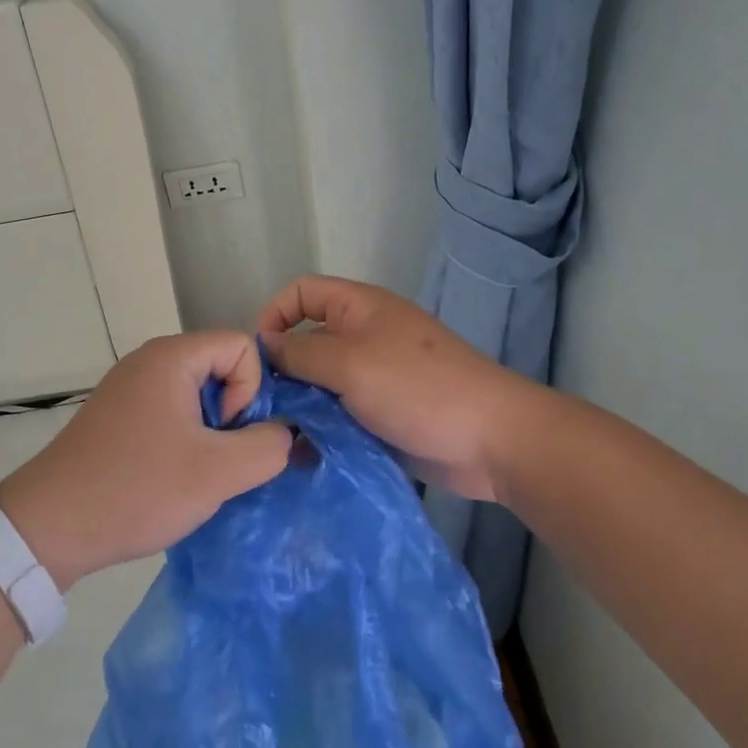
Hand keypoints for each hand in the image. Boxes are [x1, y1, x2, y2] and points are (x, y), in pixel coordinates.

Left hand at [0, 332, 291, 585]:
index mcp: (172, 357)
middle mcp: (149, 360)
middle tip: (219, 460)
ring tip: (196, 474)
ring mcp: (129, 386)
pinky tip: (170, 477)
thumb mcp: (218, 472)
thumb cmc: (137, 488)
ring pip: (197, 393)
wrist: (49, 526)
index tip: (229, 436)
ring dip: (210, 432)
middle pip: (220, 366)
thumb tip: (288, 433)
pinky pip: (170, 410)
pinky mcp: (117, 414)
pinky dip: (184, 438)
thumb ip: (269, 446)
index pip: (242, 345)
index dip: (252, 390)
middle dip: (234, 413)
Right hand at [256, 276, 536, 502]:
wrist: (491, 440)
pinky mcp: (382, 414)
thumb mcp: (349, 363)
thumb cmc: (417, 388)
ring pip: (321, 382)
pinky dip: (321, 428)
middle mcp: (363, 336)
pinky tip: (304, 454)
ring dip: (300, 405)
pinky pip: (340, 413)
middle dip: (282, 369)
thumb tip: (263, 346)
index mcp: (359, 308)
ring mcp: (374, 377)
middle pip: (307, 341)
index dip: (274, 314)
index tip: (256, 355)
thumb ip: (300, 353)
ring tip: (279, 436)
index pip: (302, 293)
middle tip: (260, 406)